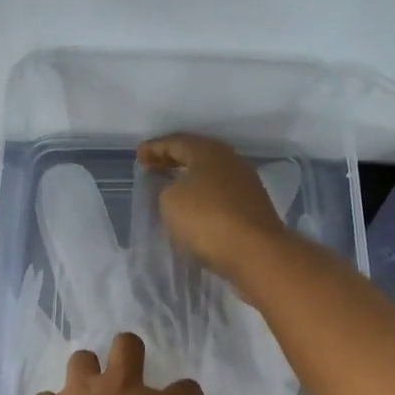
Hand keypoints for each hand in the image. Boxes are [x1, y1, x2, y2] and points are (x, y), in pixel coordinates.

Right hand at [137, 133, 292, 283]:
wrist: (256, 253)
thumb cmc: (208, 220)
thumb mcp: (170, 201)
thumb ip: (165, 188)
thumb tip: (174, 189)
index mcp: (208, 151)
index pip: (175, 142)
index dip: (154, 148)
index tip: (138, 156)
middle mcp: (230, 161)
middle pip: (196, 154)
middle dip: (172, 160)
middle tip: (153, 167)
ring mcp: (245, 184)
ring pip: (210, 174)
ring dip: (190, 178)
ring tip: (171, 187)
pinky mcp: (252, 207)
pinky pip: (220, 194)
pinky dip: (203, 196)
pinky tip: (195, 208)